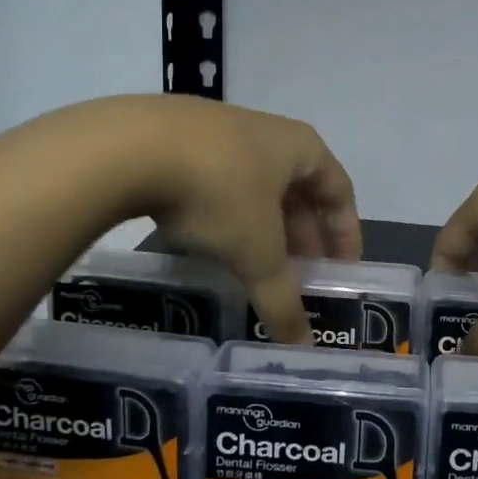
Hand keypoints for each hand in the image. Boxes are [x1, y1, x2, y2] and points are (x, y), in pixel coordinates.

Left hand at [126, 96, 361, 343]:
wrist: (131, 145)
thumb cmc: (218, 192)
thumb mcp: (256, 252)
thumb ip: (282, 299)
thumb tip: (303, 349)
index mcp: (300, 147)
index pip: (339, 190)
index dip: (346, 233)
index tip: (343, 270)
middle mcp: (267, 131)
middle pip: (297, 189)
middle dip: (301, 235)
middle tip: (298, 276)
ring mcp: (220, 129)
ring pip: (255, 185)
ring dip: (262, 225)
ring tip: (254, 264)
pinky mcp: (178, 137)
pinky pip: (218, 180)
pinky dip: (225, 213)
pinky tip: (209, 241)